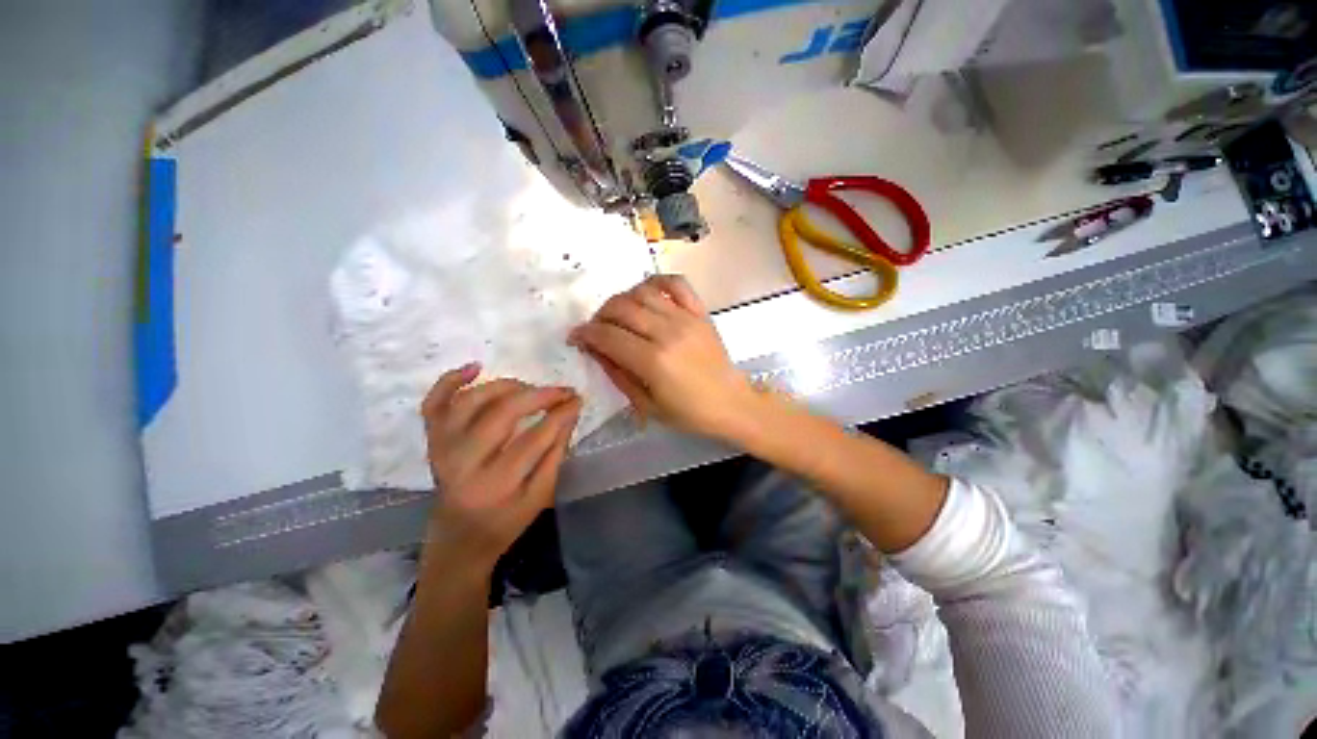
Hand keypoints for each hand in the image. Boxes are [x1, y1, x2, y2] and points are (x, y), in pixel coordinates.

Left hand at [421, 364, 581, 573]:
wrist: (458, 537)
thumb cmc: (506, 521)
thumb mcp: (541, 495)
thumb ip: (555, 453)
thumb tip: (569, 412)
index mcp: (495, 485)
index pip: (534, 438)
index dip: (560, 414)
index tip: (577, 399)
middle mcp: (462, 463)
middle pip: (501, 413)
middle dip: (539, 395)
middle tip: (562, 391)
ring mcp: (441, 447)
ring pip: (470, 401)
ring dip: (505, 386)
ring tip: (530, 388)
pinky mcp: (431, 439)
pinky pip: (434, 402)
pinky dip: (451, 380)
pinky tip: (476, 367)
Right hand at [569, 274, 759, 439]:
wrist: (732, 403)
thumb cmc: (690, 413)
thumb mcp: (647, 405)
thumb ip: (619, 375)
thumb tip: (596, 351)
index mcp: (653, 361)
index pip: (608, 336)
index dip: (585, 334)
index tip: (576, 337)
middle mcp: (667, 332)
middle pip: (621, 309)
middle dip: (599, 316)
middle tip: (597, 329)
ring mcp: (685, 318)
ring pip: (642, 292)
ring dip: (622, 299)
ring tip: (619, 315)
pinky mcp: (700, 312)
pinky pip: (676, 283)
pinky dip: (657, 281)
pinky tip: (647, 292)